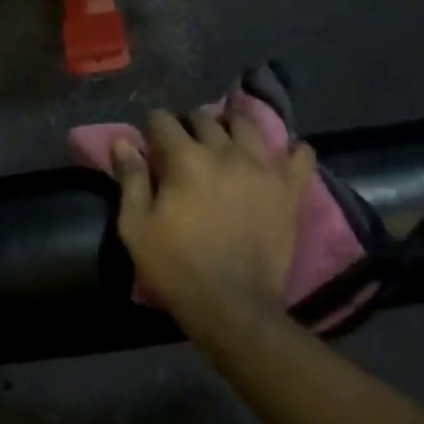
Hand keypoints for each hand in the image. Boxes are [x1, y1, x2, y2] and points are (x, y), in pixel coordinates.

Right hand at [112, 107, 316, 333]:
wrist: (231, 305)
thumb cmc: (176, 267)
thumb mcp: (136, 227)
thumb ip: (130, 179)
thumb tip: (122, 142)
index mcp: (185, 159)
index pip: (163, 121)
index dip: (152, 127)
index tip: (149, 141)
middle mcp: (226, 152)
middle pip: (205, 118)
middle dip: (190, 125)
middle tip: (185, 145)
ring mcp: (263, 168)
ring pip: (249, 125)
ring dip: (233, 126)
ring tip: (228, 140)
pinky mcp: (289, 190)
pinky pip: (301, 156)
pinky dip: (292, 151)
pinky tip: (282, 155)